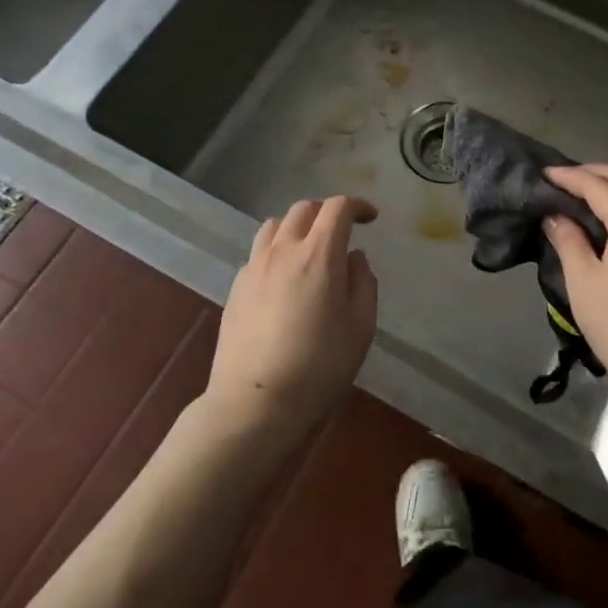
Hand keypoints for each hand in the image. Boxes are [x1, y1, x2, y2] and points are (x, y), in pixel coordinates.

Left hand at [206, 197, 378, 444]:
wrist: (255, 402)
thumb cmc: (319, 366)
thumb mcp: (361, 327)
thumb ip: (363, 283)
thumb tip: (353, 258)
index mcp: (319, 255)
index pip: (337, 208)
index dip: (357, 206)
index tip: (371, 218)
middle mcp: (283, 250)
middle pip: (303, 209)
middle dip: (327, 212)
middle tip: (343, 231)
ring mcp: (254, 267)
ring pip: (275, 226)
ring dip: (297, 227)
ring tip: (310, 249)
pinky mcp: (236, 288)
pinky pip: (259, 253)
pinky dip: (277, 251)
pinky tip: (284, 279)